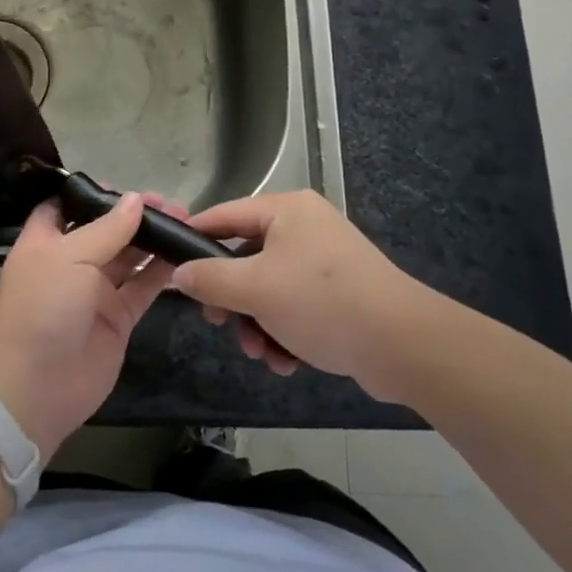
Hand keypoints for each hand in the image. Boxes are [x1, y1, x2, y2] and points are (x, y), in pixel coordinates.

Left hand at [0, 193, 173, 453]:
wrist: (34, 388)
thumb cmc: (41, 308)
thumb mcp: (69, 257)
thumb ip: (107, 229)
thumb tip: (136, 199)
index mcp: (46, 241)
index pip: (66, 207)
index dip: (92, 194)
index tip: (124, 186)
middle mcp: (70, 262)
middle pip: (105, 230)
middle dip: (134, 215)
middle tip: (170, 203)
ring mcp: (95, 292)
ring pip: (128, 257)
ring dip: (153, 240)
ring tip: (185, 221)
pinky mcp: (117, 319)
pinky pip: (143, 288)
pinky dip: (161, 272)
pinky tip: (184, 254)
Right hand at [172, 191, 437, 400]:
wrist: (403, 345)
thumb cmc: (322, 302)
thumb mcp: (256, 289)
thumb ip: (210, 279)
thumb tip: (178, 274)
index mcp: (286, 210)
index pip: (224, 215)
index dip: (194, 239)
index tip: (168, 264)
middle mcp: (304, 227)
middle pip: (246, 257)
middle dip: (232, 298)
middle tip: (219, 324)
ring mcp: (323, 261)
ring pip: (268, 288)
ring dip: (257, 322)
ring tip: (261, 353)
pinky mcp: (338, 293)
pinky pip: (295, 306)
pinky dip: (284, 331)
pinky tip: (286, 361)